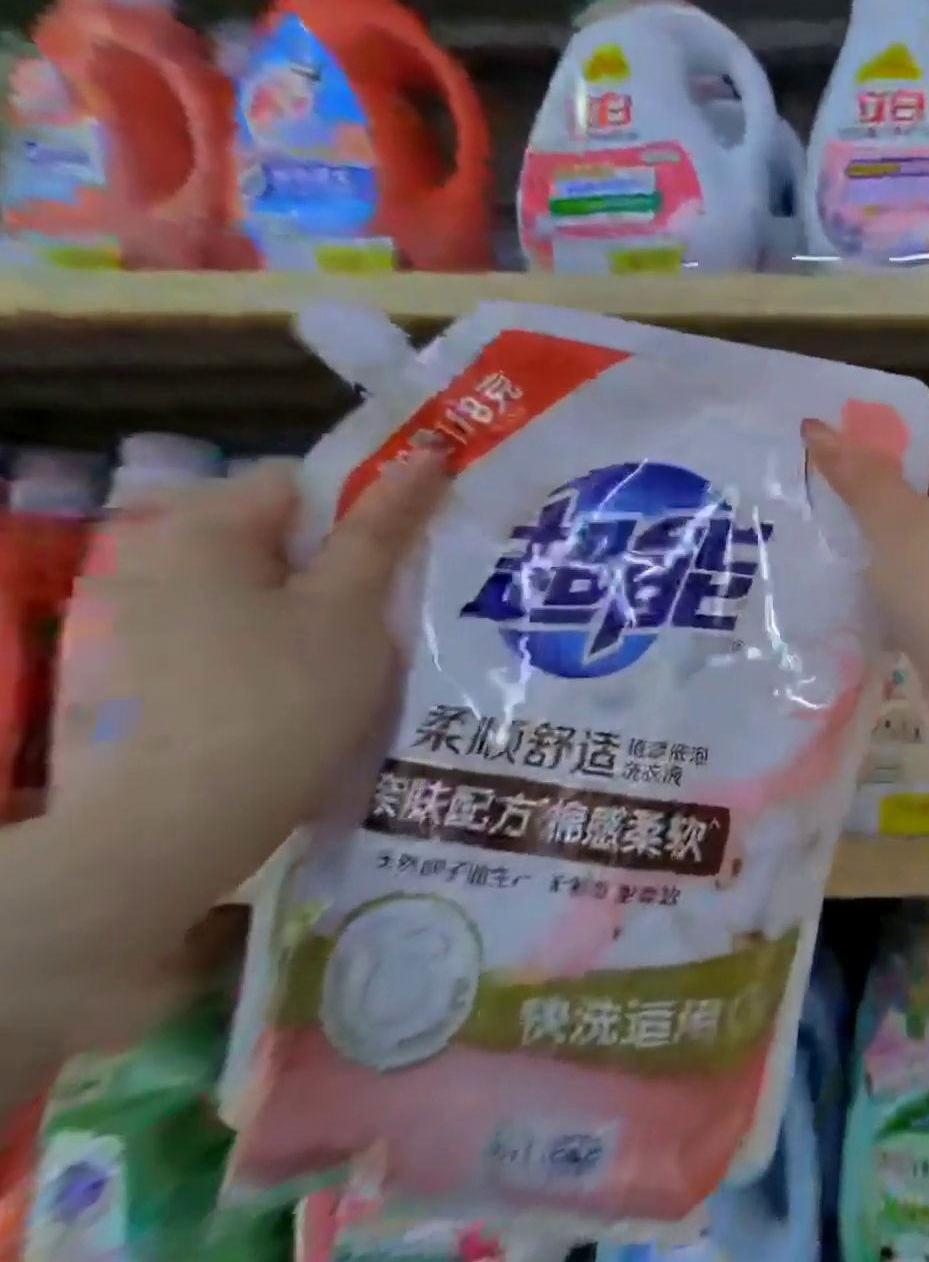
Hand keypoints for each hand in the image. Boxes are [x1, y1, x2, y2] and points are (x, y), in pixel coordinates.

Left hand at [50, 456, 446, 908]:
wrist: (179, 828)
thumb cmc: (282, 699)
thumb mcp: (351, 605)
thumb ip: (385, 527)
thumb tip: (428, 455)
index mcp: (200, 531)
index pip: (300, 480)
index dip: (367, 502)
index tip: (415, 546)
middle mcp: (158, 559)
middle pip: (281, 531)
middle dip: (347, 554)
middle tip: (401, 595)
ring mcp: (146, 616)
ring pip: (265, 580)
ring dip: (324, 596)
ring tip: (372, 639)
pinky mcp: (150, 665)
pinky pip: (238, 621)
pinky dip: (287, 631)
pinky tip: (320, 673)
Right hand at [802, 421, 928, 743]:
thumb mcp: (892, 523)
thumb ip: (856, 472)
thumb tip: (817, 426)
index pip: (927, 440)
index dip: (873, 450)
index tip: (825, 468)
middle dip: (876, 495)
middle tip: (823, 504)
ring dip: (888, 534)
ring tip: (836, 539)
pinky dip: (910, 564)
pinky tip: (868, 577)